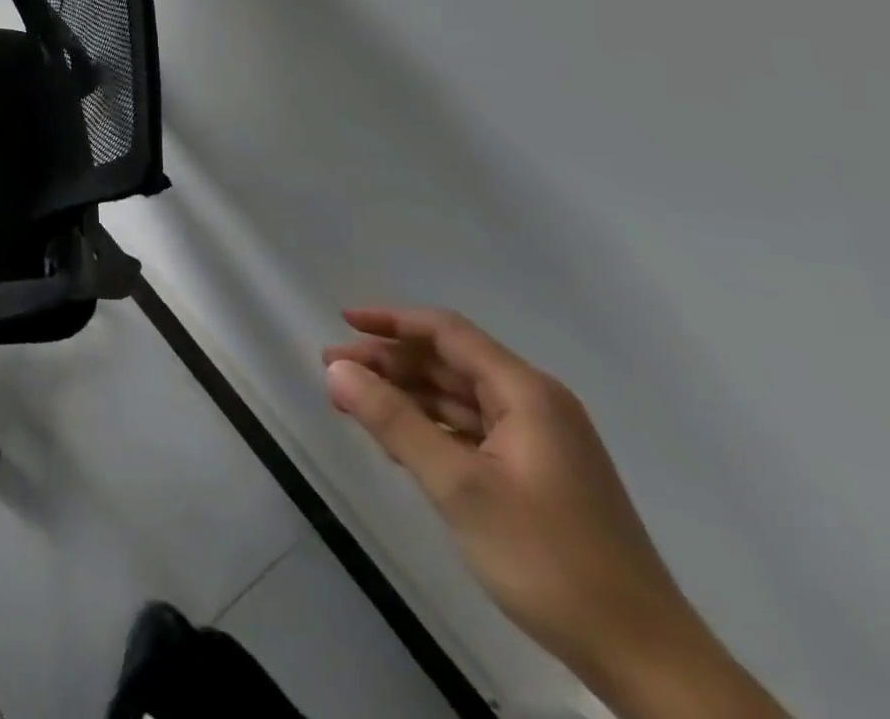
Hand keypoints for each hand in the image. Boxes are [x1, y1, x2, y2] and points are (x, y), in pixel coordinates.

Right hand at [322, 309, 709, 699]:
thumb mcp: (459, 487)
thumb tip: (336, 368)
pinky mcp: (536, 476)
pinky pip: (470, 430)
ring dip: (404, 394)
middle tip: (334, 371)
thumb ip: (393, 420)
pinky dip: (429, 426)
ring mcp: (539, 442)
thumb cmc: (549, 559)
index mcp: (526, 394)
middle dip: (389, 361)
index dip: (391, 320)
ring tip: (353, 403)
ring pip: (457, 398)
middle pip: (449, 362)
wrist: (646, 661)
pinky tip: (396, 442)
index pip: (447, 332)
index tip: (342, 323)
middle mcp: (535, 406)